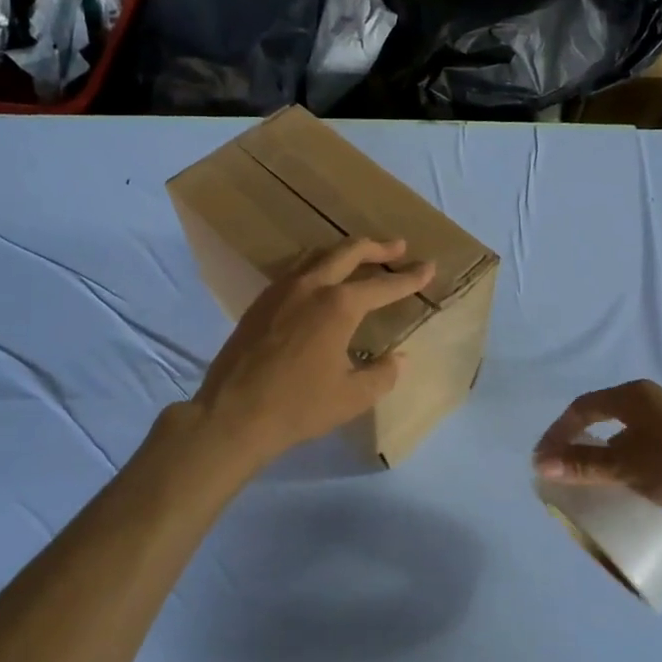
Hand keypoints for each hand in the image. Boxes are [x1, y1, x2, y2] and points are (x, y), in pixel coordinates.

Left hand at [192, 238, 434, 470]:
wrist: (232, 414)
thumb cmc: (299, 406)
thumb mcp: (352, 397)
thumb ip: (383, 374)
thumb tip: (399, 359)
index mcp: (339, 306)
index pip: (383, 285)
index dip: (409, 277)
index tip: (429, 266)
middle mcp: (311, 286)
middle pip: (349, 252)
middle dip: (377, 247)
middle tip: (399, 246)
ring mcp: (281, 290)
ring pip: (318, 255)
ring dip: (344, 252)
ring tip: (360, 256)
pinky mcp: (260, 302)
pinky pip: (295, 270)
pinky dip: (317, 265)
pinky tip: (319, 280)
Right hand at [533, 379, 661, 523]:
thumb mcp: (625, 466)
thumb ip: (582, 463)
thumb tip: (540, 463)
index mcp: (633, 395)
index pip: (582, 407)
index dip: (558, 432)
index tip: (542, 460)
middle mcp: (648, 400)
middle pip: (599, 415)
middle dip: (574, 440)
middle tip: (557, 466)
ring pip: (619, 431)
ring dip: (597, 451)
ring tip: (582, 476)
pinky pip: (636, 444)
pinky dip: (618, 458)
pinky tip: (618, 480)